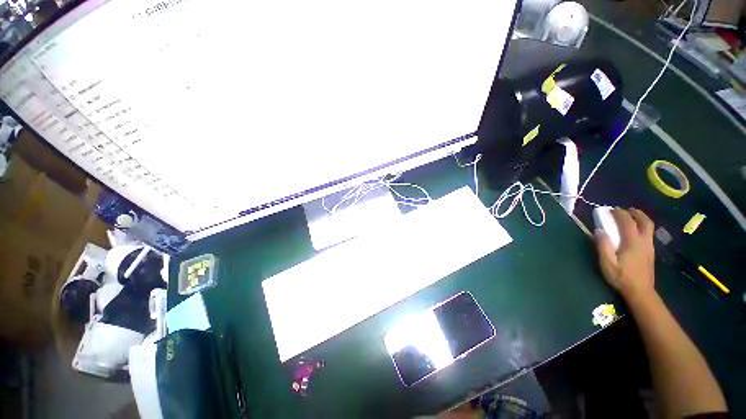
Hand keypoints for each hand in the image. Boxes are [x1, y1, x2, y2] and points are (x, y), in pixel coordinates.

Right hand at [594, 208, 655, 301]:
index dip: (619, 213)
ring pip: (649, 227)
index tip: (610, 209)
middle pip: (645, 222)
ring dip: (640, 219)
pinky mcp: (650, 252)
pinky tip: (635, 232)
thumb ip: (603, 245)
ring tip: (631, 218)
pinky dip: (642, 227)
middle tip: (626, 210)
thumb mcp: (607, 263)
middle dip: (636, 213)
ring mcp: (649, 247)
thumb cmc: (621, 277)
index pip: (627, 222)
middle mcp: (644, 241)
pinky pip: (648, 234)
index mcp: (632, 242)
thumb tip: (599, 230)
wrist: (640, 292)